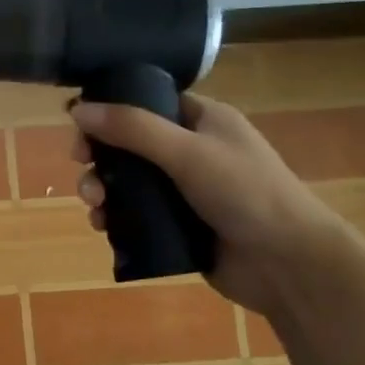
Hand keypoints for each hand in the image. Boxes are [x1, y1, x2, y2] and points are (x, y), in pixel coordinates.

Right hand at [69, 95, 347, 316]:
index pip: (147, 101)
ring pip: (128, 183)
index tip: (81, 126)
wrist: (287, 263)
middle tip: (83, 168)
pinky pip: (136, 215)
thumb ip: (132, 128)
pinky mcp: (179, 226)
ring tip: (94, 207)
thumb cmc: (245, 193)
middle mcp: (192, 151)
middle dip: (100, 157)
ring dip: (103, 190)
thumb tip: (77, 108)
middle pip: (130, 144)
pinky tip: (104, 227)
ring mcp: (185, 191)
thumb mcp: (187, 152)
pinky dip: (115, 218)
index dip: (111, 110)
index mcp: (203, 120)